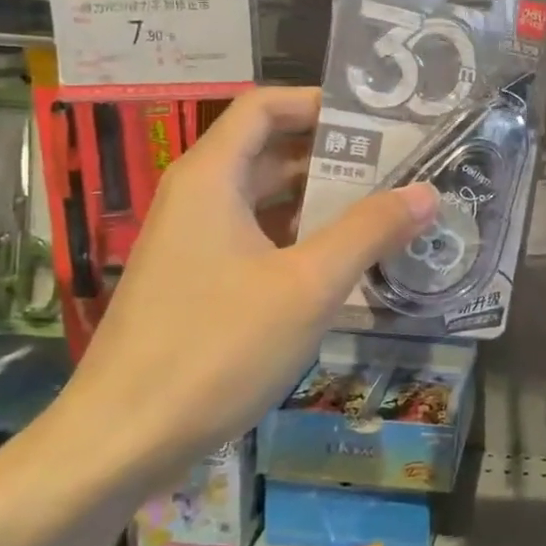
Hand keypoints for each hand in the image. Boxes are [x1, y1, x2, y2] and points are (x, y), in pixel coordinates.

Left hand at [53, 87, 436, 491]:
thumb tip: (427, 192)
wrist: (118, 442)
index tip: (375, 120)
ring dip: (318, 201)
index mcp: (211, 177)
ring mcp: (191, 243)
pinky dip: (297, 239)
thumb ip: (369, 231)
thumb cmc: (215, 349)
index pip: (264, 106)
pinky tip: (340, 264)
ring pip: (262, 200)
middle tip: (397, 166)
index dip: (318, 103)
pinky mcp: (194, 283)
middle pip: (268, 150)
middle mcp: (196, 198)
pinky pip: (253, 239)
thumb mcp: (308, 286)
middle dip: (332, 154)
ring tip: (382, 210)